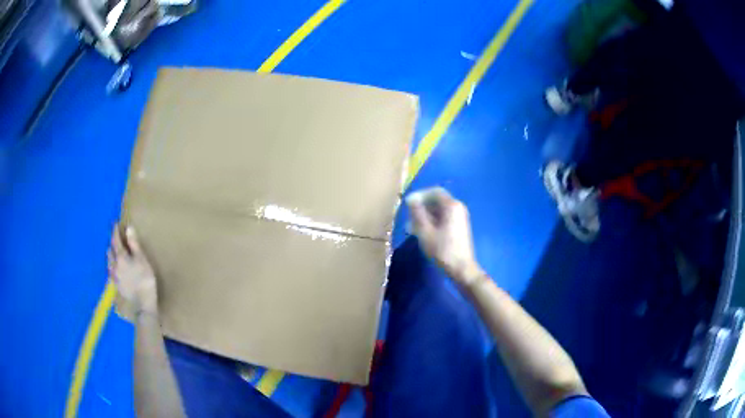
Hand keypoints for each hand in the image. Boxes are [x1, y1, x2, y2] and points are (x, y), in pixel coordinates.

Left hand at [108, 225, 157, 313]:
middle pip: (110, 250)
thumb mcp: (142, 260)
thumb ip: (134, 244)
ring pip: (109, 261)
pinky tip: (114, 268)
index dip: (115, 231)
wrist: (142, 305)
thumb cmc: (145, 280)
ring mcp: (114, 276)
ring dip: (110, 254)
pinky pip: (110, 271)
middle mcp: (114, 265)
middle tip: (115, 239)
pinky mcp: (116, 285)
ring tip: (113, 252)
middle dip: (112, 243)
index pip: (116, 240)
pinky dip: (111, 265)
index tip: (115, 223)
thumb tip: (128, 228)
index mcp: (121, 257)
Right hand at [406, 187, 484, 286]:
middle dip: (421, 207)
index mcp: (452, 206)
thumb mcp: (425, 231)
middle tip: (408, 218)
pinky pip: (443, 218)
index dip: (419, 195)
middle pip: (437, 201)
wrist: (461, 269)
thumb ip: (417, 213)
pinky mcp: (458, 227)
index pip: (434, 192)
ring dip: (425, 216)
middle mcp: (458, 208)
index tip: (407, 204)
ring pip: (439, 211)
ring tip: (411, 228)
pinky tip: (422, 233)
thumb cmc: (442, 250)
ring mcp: (459, 218)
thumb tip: (411, 198)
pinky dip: (432, 222)